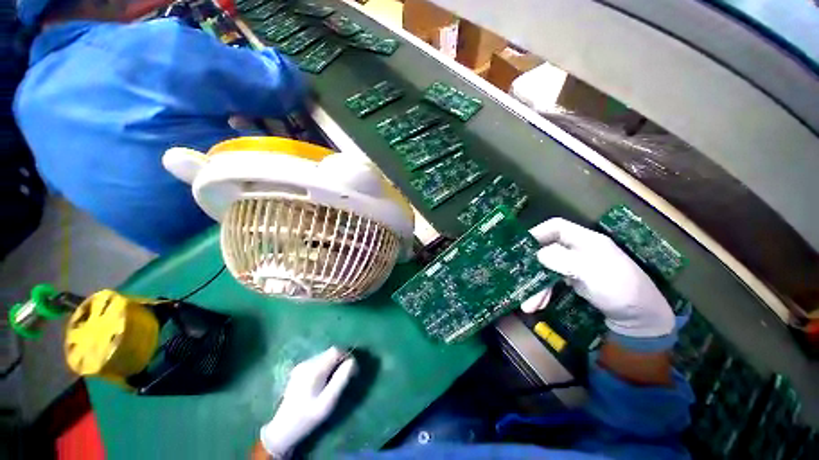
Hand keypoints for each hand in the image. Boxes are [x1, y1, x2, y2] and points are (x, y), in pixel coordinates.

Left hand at [260, 347, 356, 457]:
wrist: (283, 429)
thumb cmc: (308, 417)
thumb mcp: (328, 402)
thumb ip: (341, 379)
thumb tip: (352, 361)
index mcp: (314, 369)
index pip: (336, 351)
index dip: (347, 356)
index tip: (353, 370)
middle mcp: (307, 363)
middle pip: (330, 352)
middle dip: (341, 361)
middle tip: (346, 377)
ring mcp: (301, 366)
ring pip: (324, 357)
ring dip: (333, 364)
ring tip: (335, 381)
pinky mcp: (298, 370)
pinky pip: (317, 362)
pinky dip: (325, 367)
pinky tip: (323, 382)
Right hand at [521, 218, 674, 337]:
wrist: (640, 318)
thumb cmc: (619, 288)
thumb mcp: (591, 271)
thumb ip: (563, 259)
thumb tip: (538, 254)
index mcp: (585, 240)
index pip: (557, 227)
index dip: (538, 232)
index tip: (521, 245)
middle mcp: (578, 250)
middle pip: (547, 250)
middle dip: (532, 267)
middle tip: (517, 277)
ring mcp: (575, 266)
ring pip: (547, 269)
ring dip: (536, 285)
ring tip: (528, 304)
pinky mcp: (574, 280)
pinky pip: (552, 281)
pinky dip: (544, 292)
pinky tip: (538, 305)